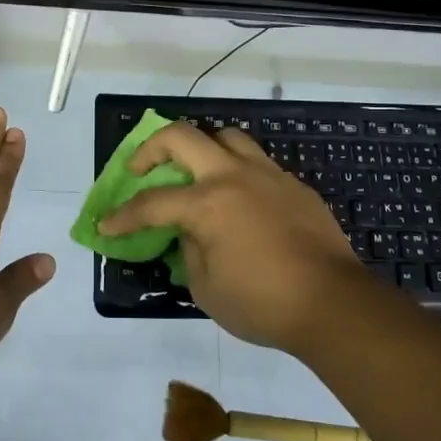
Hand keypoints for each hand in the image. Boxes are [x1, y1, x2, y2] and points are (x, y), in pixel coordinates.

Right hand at [98, 121, 364, 352]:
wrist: (334, 304)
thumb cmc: (263, 304)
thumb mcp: (206, 289)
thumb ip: (189, 252)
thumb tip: (190, 233)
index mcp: (207, 204)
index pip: (152, 203)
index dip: (123, 215)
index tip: (106, 224)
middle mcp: (233, 176)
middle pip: (183, 137)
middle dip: (151, 148)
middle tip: (140, 169)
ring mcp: (268, 175)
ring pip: (226, 136)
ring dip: (201, 147)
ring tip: (195, 171)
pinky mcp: (294, 185)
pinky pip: (257, 163)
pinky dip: (237, 170)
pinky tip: (239, 199)